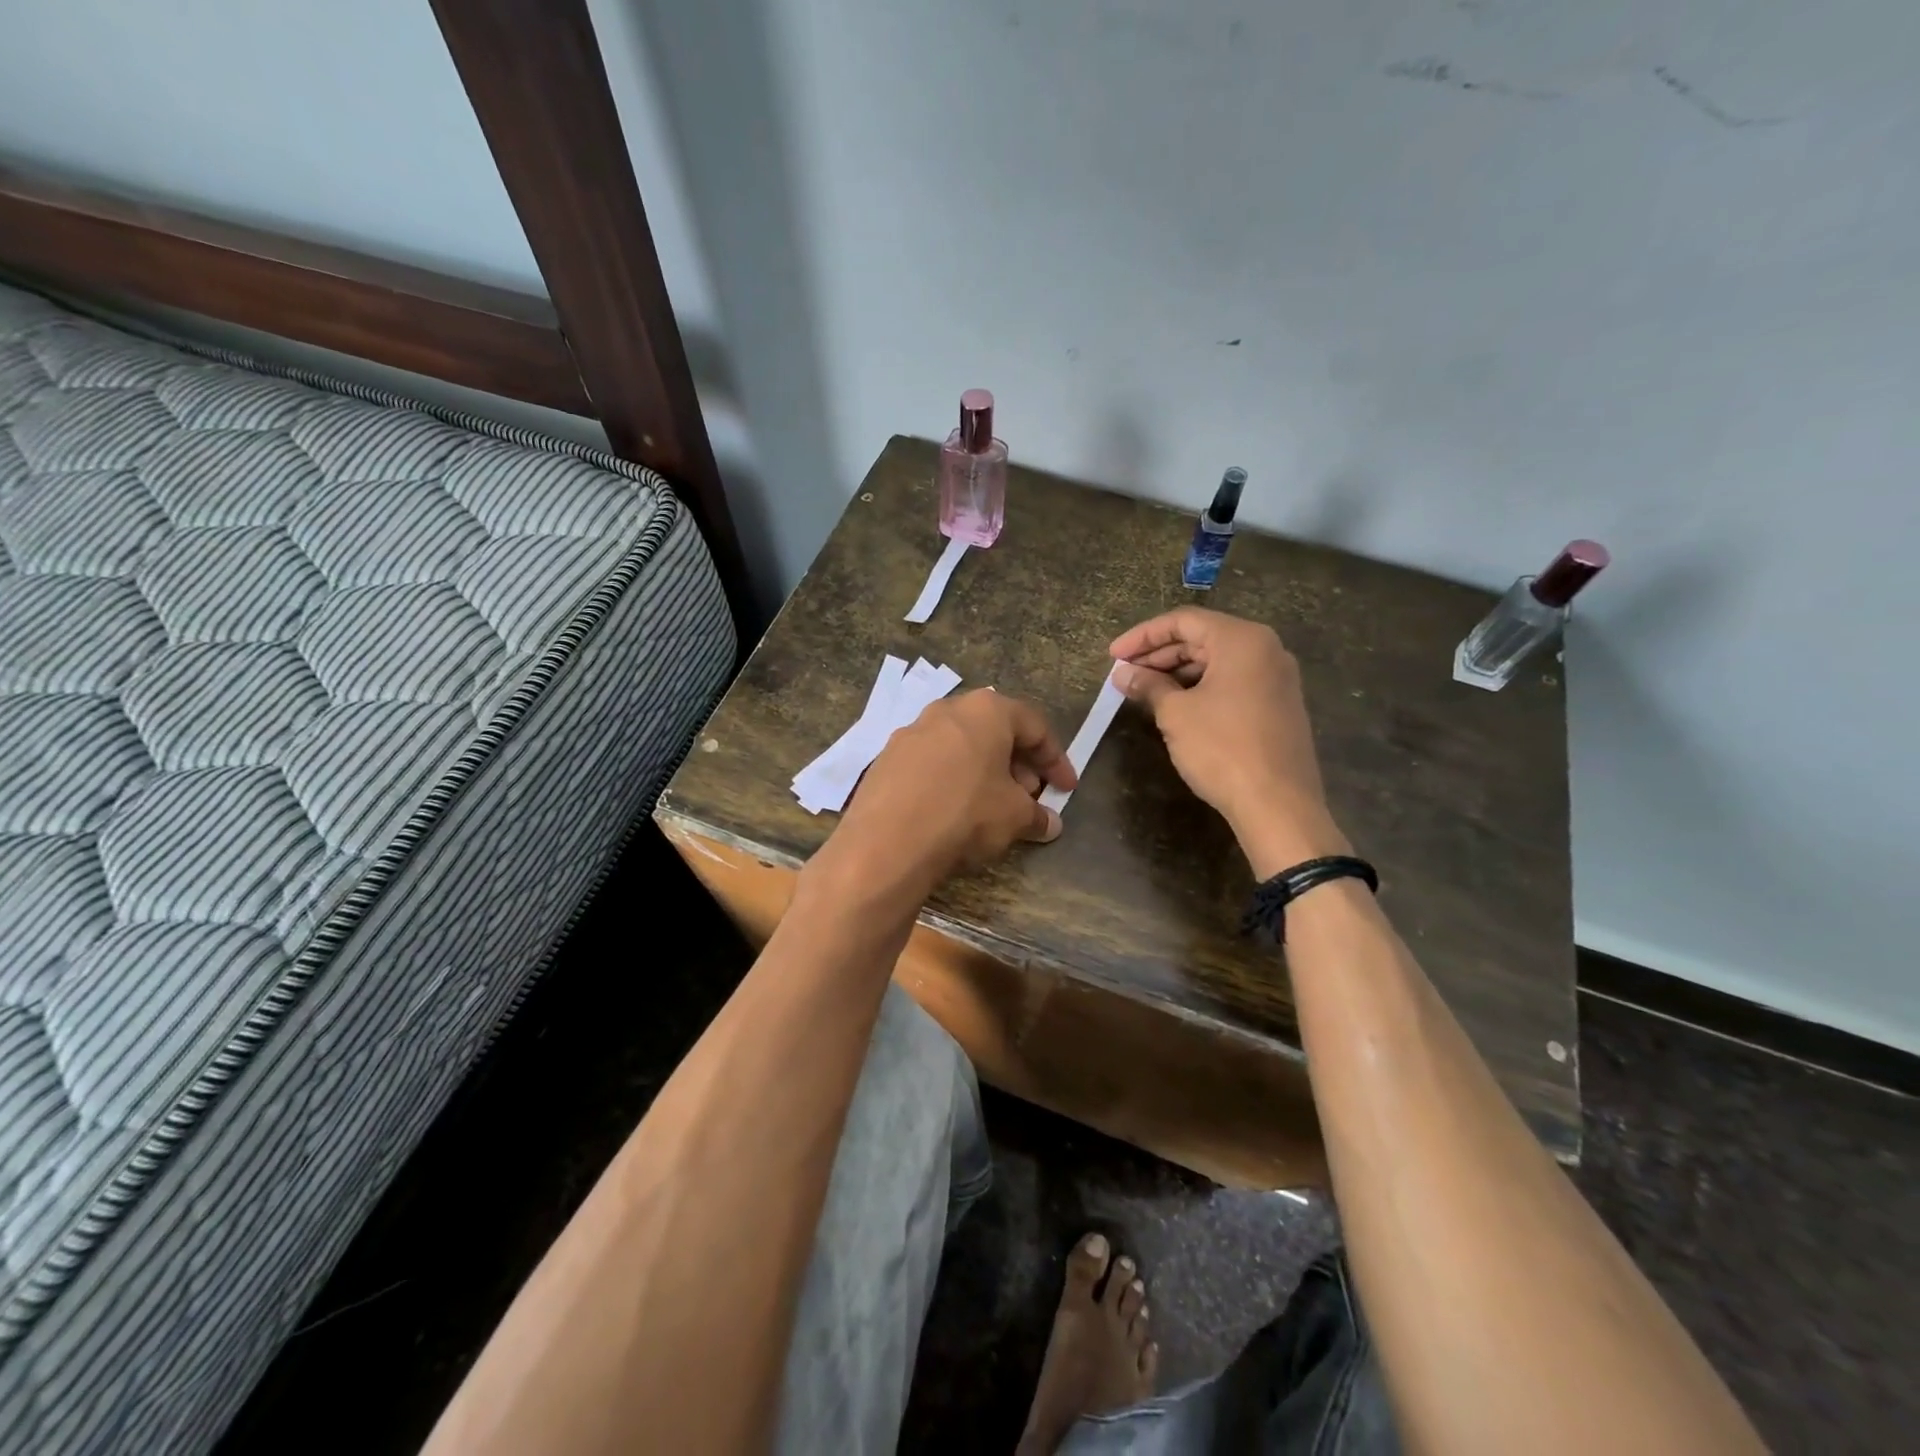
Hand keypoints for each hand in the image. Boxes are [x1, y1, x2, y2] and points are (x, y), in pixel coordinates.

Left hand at [829, 689, 1075, 895]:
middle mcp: (946, 710)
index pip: (1034, 726)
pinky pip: (931, 764)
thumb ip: (1037, 815)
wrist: (887, 842)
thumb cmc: (965, 814)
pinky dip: (951, 780)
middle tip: (1030, 797)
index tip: (1066, 788)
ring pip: (960, 746)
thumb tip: (1051, 824)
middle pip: (994, 732)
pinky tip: (953, 812)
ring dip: (983, 772)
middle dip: (1018, 764)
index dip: (1056, 759)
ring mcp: (910, 732)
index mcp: (986, 710)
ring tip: (993, 806)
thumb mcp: (1015, 817)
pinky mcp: (886, 759)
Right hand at [1109, 608, 1348, 877]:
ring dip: (1177, 672)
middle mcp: (1266, 649)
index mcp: (1242, 640)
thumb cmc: (1222, 749)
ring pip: (1217, 661)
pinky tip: (1175, 706)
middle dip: (1158, 654)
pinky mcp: (1278, 704)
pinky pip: (1232, 681)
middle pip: (1202, 638)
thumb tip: (1123, 674)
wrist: (1278, 804)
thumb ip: (1148, 686)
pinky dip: (1200, 687)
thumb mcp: (1175, 714)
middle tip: (1124, 675)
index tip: (1112, 655)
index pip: (1183, 621)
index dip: (1142, 636)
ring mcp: (1276, 678)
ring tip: (1143, 691)